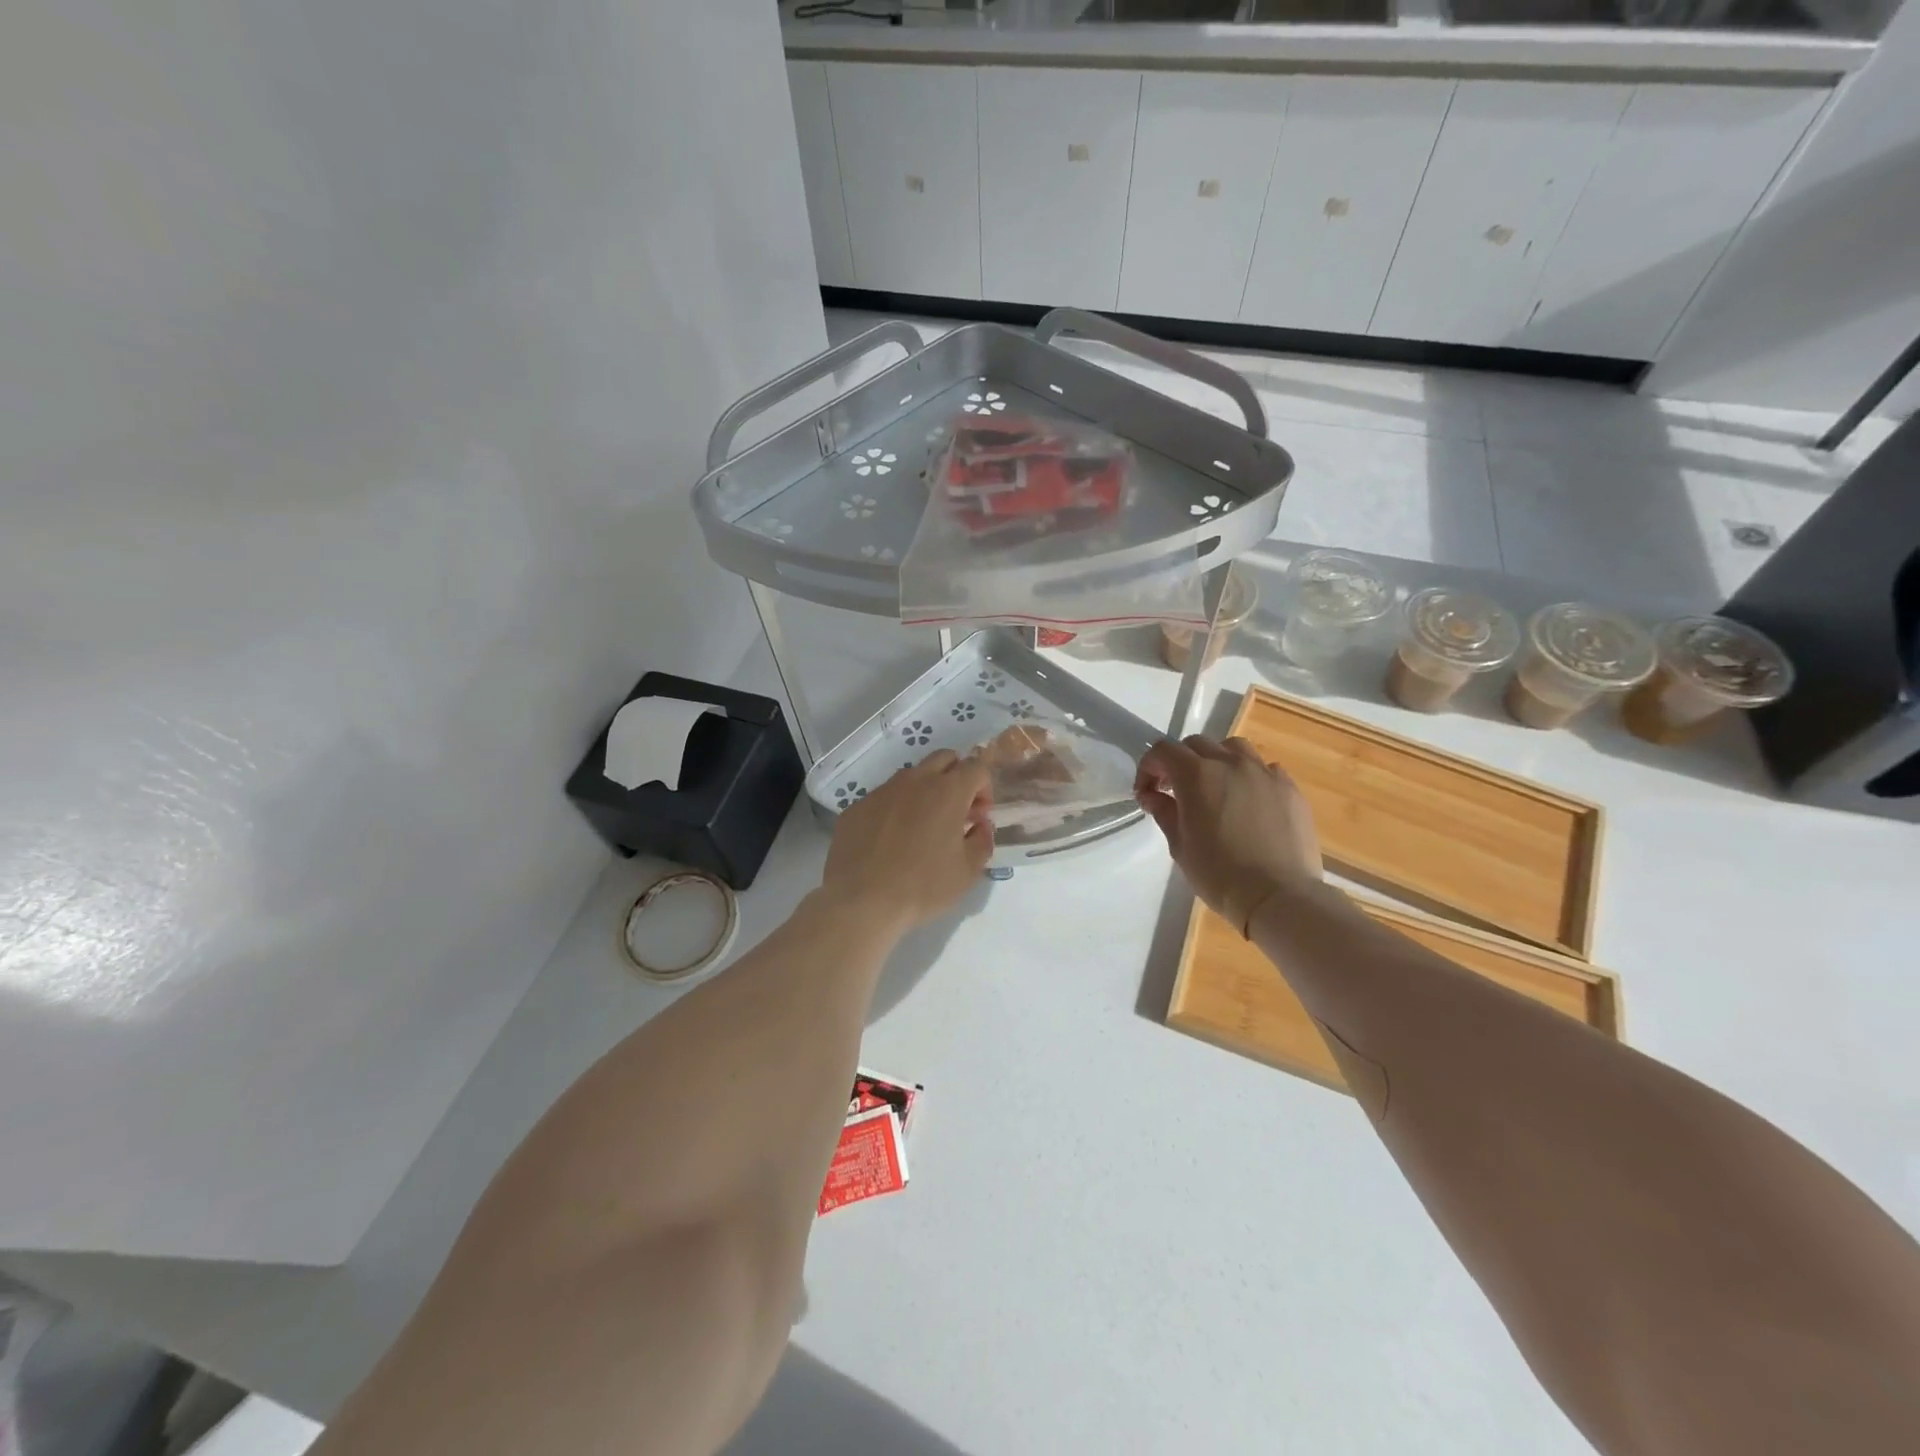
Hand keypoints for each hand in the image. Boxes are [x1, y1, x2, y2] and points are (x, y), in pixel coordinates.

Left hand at [820, 750, 993, 936]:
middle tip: (955, 811)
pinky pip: (884, 797)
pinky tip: (890, 841)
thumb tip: (979, 825)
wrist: (862, 901)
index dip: (984, 788)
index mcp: (947, 792)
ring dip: (924, 791)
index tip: (979, 816)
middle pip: (944, 758)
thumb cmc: (923, 886)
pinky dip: (895, 809)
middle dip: (956, 777)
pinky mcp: (857, 806)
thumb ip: (982, 840)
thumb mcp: (968, 871)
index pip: (976, 767)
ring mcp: (882, 791)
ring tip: (922, 827)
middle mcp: (914, 781)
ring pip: (911, 776)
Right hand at [1135, 735, 1321, 932]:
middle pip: (1197, 744)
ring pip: (1234, 748)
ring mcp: (1264, 773)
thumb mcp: (1180, 846)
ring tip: (1215, 786)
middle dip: (1180, 761)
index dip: (1149, 767)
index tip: (1147, 793)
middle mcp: (1230, 763)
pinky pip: (1265, 768)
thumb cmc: (1219, 875)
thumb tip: (1153, 796)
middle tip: (1175, 790)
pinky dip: (1250, 776)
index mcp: (1196, 775)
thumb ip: (1165, 812)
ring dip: (1216, 760)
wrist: (1278, 896)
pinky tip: (1249, 800)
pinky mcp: (1290, 789)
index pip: (1164, 751)